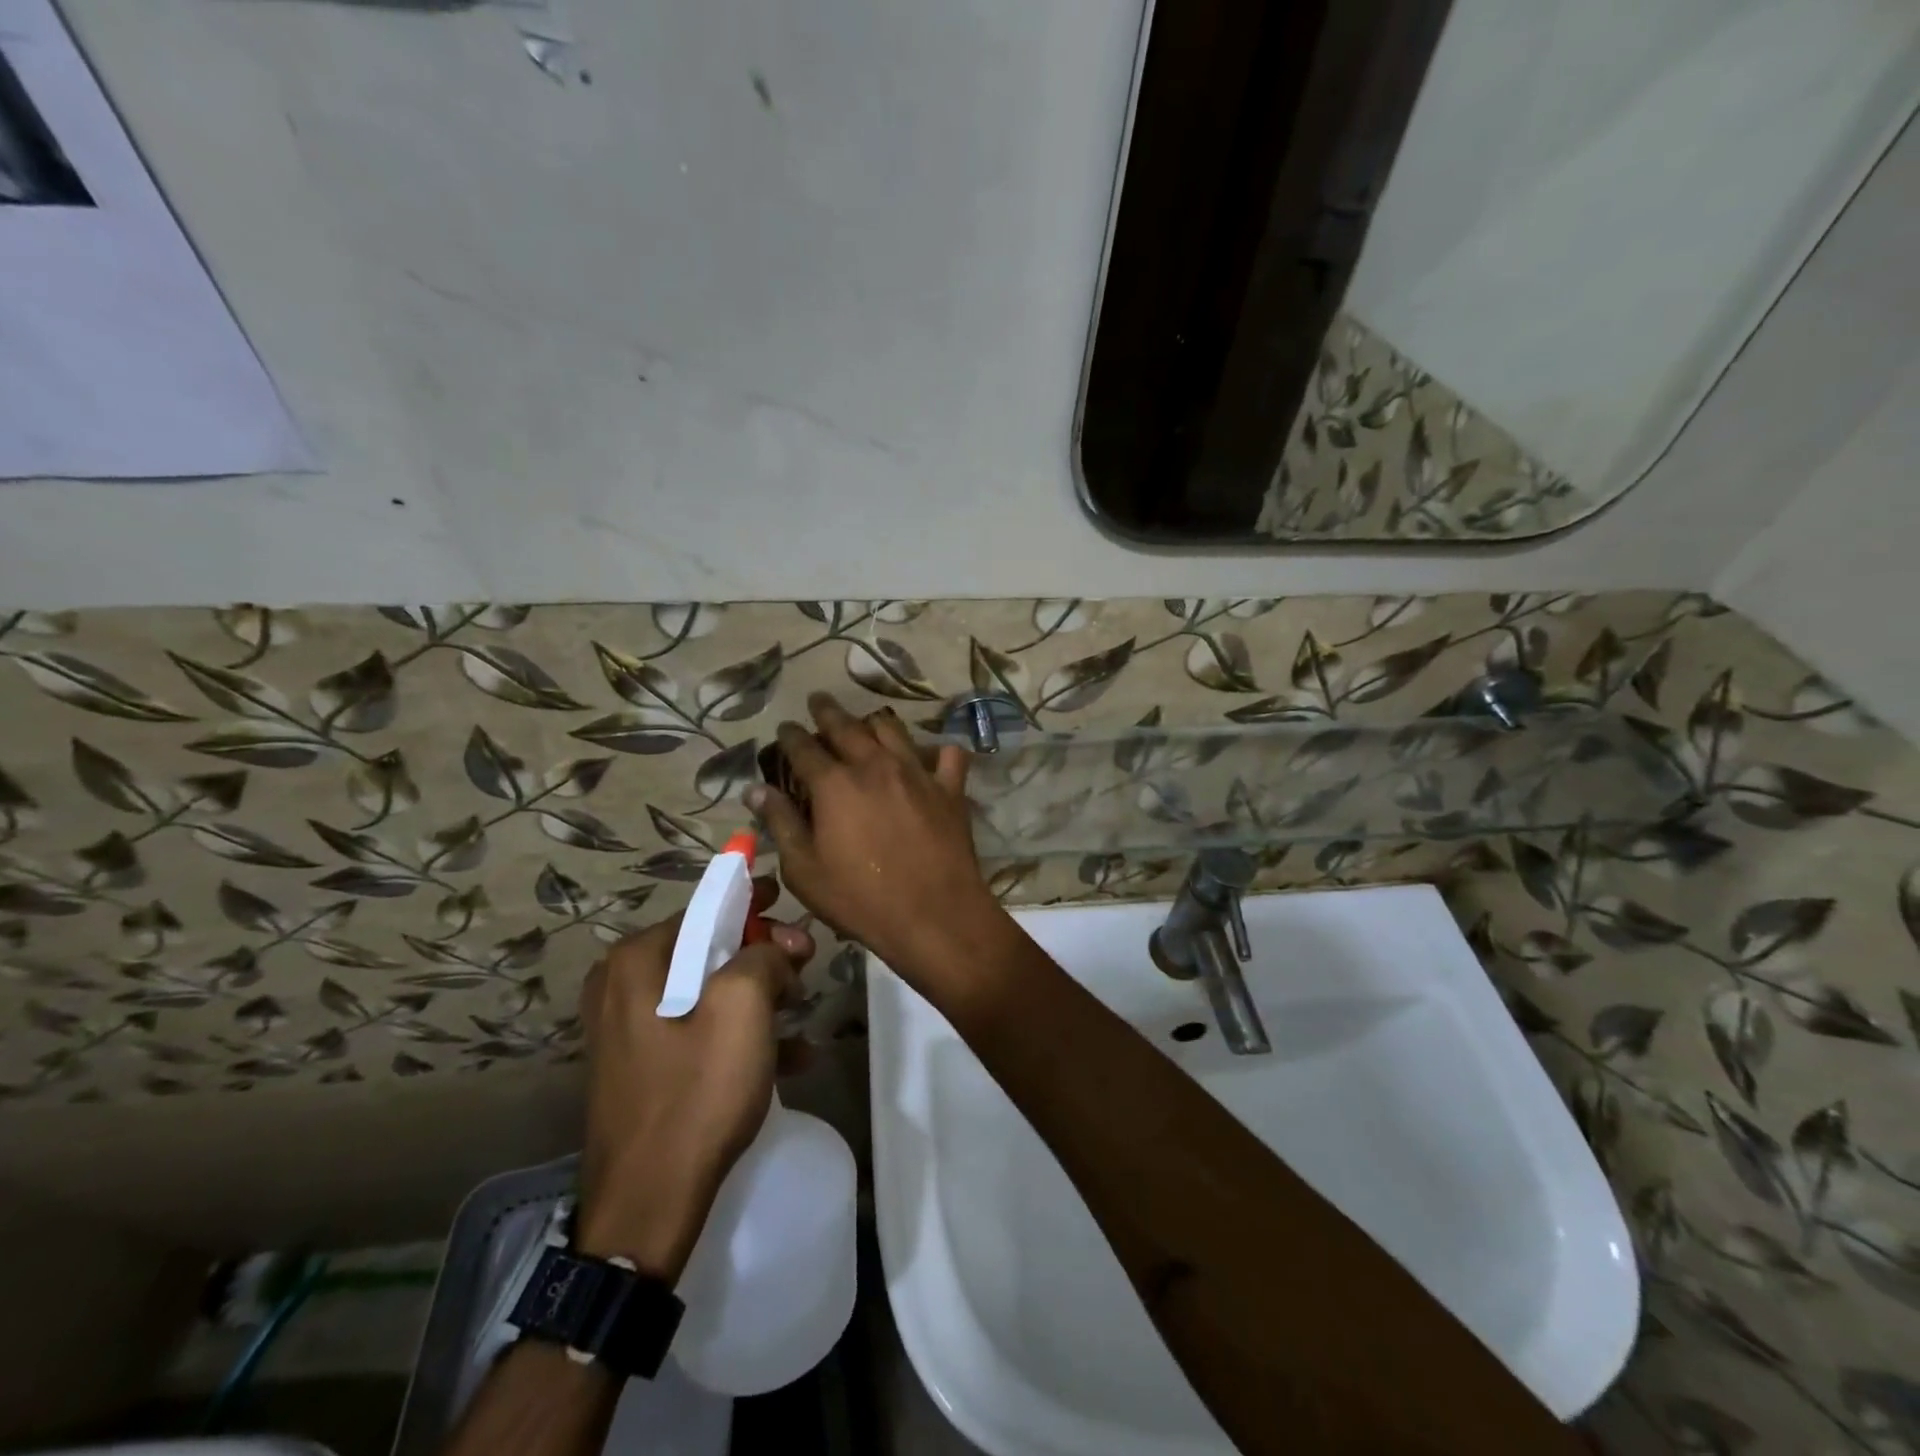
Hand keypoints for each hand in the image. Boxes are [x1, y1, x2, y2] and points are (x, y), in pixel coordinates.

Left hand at [575, 879, 813, 1279]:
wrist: (647, 1207)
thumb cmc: (696, 1094)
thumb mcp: (743, 1009)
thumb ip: (764, 956)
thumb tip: (774, 948)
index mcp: (637, 961)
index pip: (706, 908)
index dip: (754, 903)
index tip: (790, 903)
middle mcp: (624, 987)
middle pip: (709, 950)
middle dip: (764, 954)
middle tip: (807, 965)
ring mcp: (631, 1031)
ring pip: (710, 992)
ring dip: (761, 996)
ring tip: (802, 1011)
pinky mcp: (645, 1068)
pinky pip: (701, 1033)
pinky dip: (743, 1036)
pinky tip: (793, 1056)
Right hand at [748, 692, 1007, 991]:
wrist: (934, 916)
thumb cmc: (861, 899)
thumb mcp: (805, 870)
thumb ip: (781, 823)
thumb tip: (756, 789)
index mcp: (835, 784)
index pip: (804, 747)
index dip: (791, 735)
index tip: (785, 728)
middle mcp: (875, 765)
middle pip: (847, 726)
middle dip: (827, 711)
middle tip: (818, 702)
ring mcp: (917, 773)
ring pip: (892, 729)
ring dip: (873, 722)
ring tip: (865, 722)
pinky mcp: (950, 788)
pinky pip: (947, 755)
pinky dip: (935, 752)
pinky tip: (928, 757)